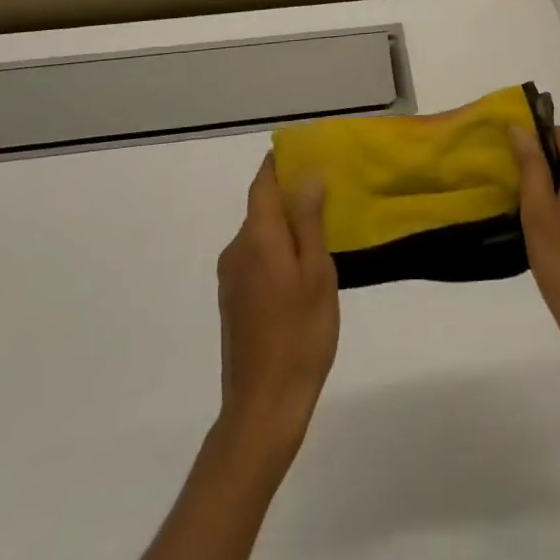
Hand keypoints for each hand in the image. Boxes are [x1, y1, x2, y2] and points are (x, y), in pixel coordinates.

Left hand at [215, 153, 339, 448]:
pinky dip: (277, 250)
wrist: (262, 409)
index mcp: (258, 237)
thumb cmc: (299, 336)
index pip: (263, 183)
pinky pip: (256, 257)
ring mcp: (231, 277)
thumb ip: (310, 223)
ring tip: (322, 232)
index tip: (303, 150)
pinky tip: (302, 270)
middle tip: (327, 193)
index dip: (279, 163)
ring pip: (260, 234)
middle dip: (289, 195)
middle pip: (261, 207)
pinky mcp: (233, 301)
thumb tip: (307, 178)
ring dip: (285, 226)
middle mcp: (237, 250)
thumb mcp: (317, 274)